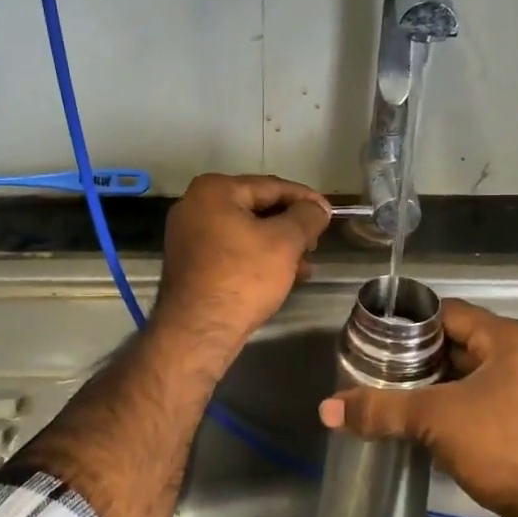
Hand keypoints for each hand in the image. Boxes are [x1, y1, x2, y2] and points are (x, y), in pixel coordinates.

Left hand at [152, 174, 330, 353]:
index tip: (329, 213)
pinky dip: (257, 258)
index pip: (272, 186)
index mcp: (215, 190)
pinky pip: (232, 250)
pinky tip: (281, 276)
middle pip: (257, 207)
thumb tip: (319, 207)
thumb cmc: (243, 277)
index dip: (306, 199)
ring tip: (304, 265)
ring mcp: (188, 234)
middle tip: (316, 243)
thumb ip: (307, 216)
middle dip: (291, 226)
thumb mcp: (285, 242)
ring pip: (246, 231)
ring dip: (278, 245)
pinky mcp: (190, 262)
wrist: (199, 331)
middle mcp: (195, 205)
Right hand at [319, 299, 517, 516]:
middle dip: (419, 360)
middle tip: (379, 374)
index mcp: (508, 338)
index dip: (410, 324)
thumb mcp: (436, 420)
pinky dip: (458, 411)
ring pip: (473, 378)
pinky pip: (487, 405)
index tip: (376, 342)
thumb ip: (381, 409)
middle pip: (460, 344)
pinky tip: (430, 431)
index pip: (448, 313)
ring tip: (397, 402)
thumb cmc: (505, 446)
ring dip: (438, 389)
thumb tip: (327, 408)